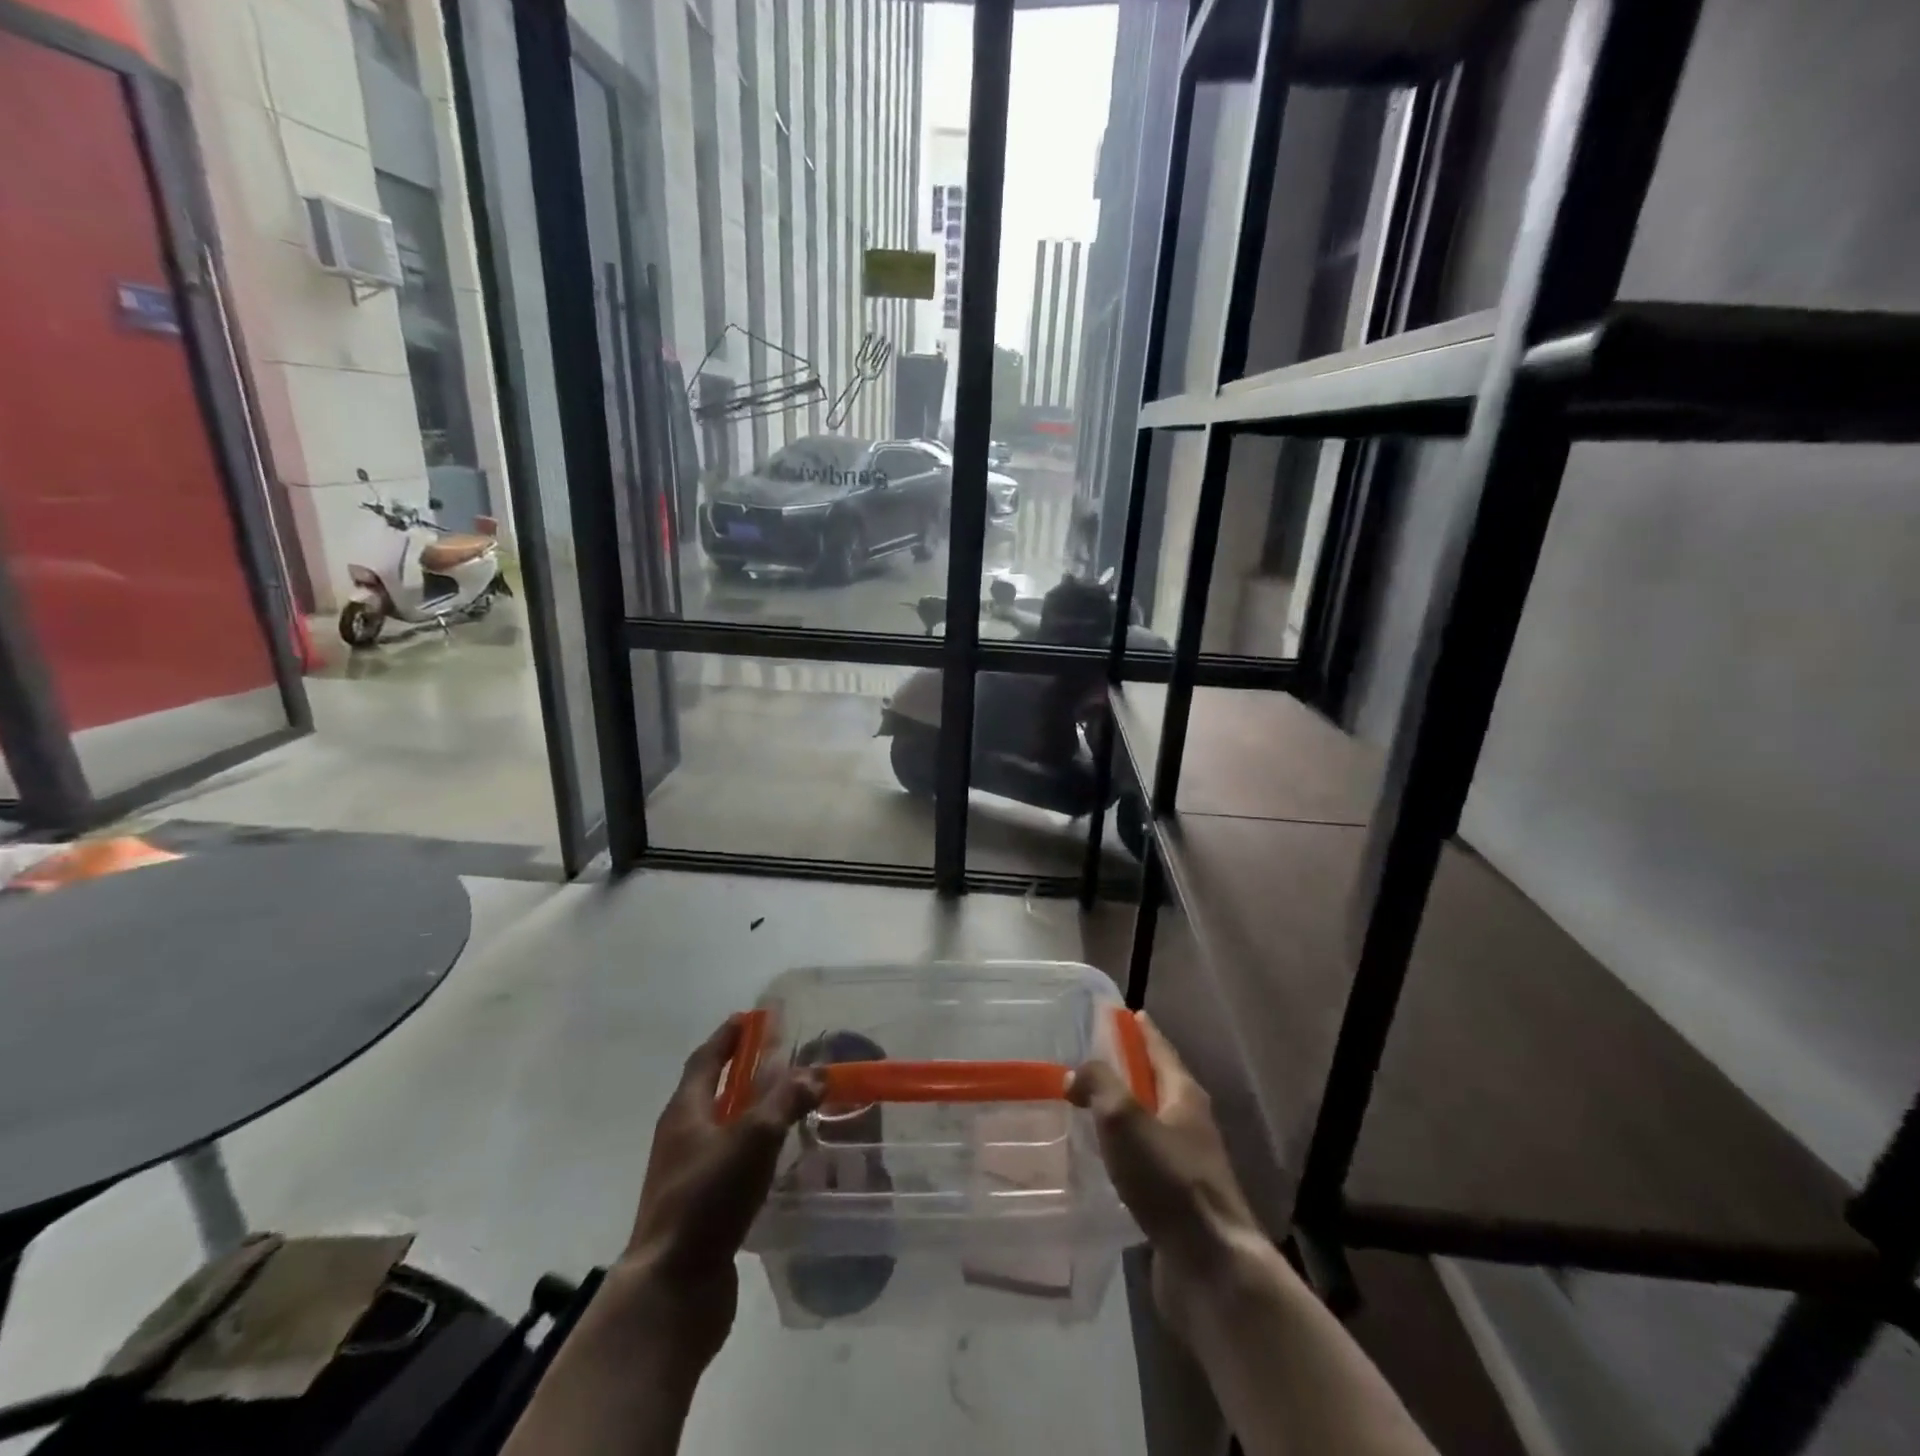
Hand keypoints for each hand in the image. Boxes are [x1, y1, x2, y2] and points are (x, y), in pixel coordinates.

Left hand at [616, 1016, 819, 1366]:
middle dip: (742, 1072)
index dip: (728, 1036)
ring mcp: (687, 1176)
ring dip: (750, 1113)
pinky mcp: (699, 1209)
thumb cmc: (708, 1198)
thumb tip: (816, 1072)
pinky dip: (753, 1151)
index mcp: (685, 1111)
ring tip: (787, 1106)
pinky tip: (778, 1161)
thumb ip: (786, 1100)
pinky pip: (729, 1164)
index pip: (706, 1059)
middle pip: (712, 1092)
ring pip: (722, 1130)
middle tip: (779, 1058)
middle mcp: (681, 1137)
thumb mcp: (754, 1137)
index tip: (751, 1017)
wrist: (672, 1290)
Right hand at [1069, 1014, 1266, 1336]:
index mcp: (1185, 1095)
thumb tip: (1077, 1074)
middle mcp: (1190, 1124)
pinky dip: (1124, 1152)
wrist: (1211, 1266)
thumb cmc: (1169, 1180)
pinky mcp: (1177, 1201)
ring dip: (1123, 1113)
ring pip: (1150, 1125)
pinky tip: (1102, 1162)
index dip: (1141, 1030)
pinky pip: (1145, 1162)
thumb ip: (1098, 1085)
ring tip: (1087, 1108)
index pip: (1160, 1049)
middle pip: (1157, 1084)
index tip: (1123, 1013)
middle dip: (1129, 1070)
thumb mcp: (1125, 1119)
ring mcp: (1187, 1164)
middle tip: (1091, 1060)